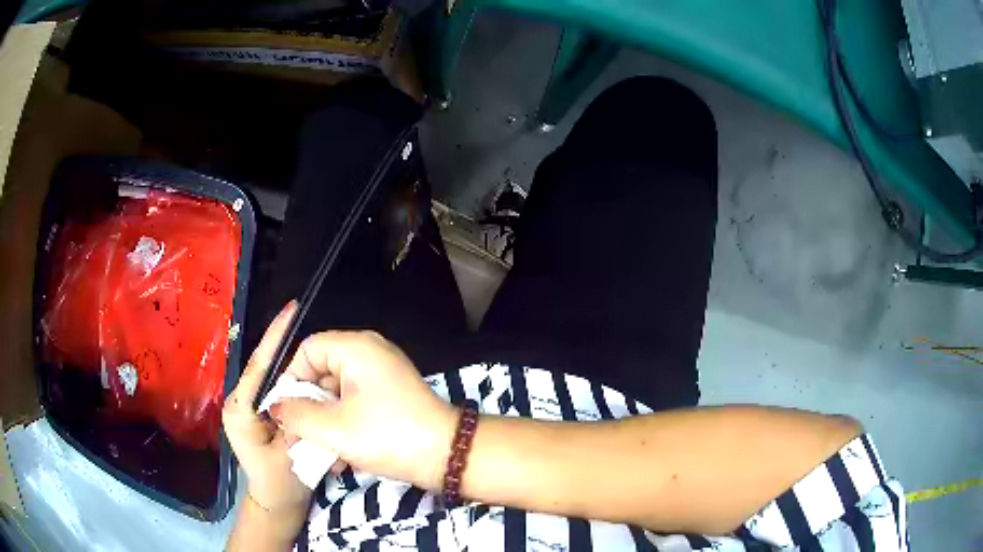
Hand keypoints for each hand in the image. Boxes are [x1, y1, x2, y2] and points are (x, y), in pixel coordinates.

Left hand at [222, 301, 311, 514]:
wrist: (277, 503)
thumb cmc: (283, 484)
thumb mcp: (292, 454)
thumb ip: (299, 422)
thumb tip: (312, 394)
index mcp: (241, 410)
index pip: (259, 367)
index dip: (275, 337)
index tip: (290, 310)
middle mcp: (241, 402)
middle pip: (267, 369)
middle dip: (291, 351)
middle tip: (317, 339)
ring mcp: (250, 407)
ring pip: (275, 379)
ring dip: (297, 369)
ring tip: (319, 357)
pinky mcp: (261, 413)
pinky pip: (279, 392)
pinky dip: (297, 386)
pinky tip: (315, 383)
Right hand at [269, 331, 457, 491]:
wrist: (448, 456)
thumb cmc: (387, 436)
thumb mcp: (333, 429)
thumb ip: (296, 415)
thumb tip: (276, 407)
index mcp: (356, 348)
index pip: (307, 350)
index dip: (290, 379)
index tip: (284, 410)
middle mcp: (370, 354)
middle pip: (321, 372)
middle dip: (306, 407)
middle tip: (296, 436)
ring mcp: (383, 376)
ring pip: (337, 394)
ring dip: (324, 423)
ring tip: (316, 453)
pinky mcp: (391, 397)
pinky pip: (356, 404)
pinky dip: (344, 426)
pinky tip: (338, 457)